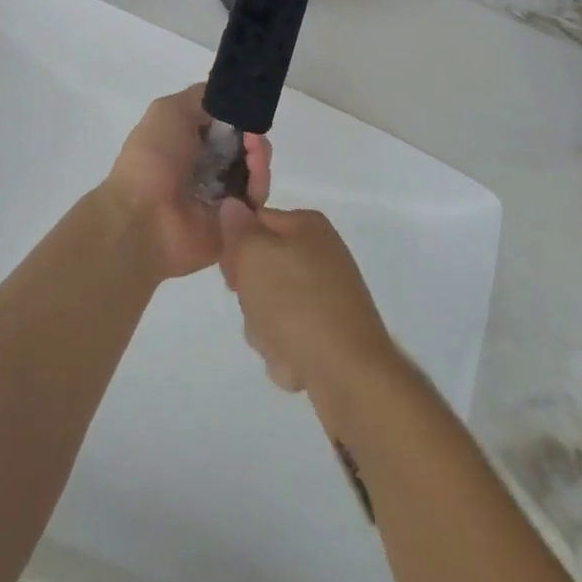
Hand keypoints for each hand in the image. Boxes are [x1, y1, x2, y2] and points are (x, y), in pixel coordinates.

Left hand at [101, 85, 270, 281]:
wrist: (145, 219)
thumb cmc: (153, 159)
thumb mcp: (168, 110)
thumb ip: (201, 98)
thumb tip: (228, 96)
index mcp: (185, 144)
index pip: (222, 125)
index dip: (236, 114)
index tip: (247, 107)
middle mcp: (204, 169)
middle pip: (243, 146)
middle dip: (253, 133)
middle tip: (254, 132)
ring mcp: (221, 197)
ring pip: (254, 169)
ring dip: (259, 153)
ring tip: (254, 148)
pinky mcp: (236, 222)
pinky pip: (257, 197)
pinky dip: (260, 179)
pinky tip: (255, 168)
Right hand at [217, 202, 399, 404]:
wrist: (350, 375)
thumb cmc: (297, 305)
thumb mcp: (255, 256)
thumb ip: (239, 229)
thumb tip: (232, 206)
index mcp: (306, 225)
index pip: (252, 222)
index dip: (235, 249)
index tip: (233, 277)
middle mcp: (320, 254)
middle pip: (261, 267)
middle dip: (251, 295)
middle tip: (257, 310)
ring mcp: (328, 295)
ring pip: (271, 305)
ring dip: (264, 328)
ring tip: (279, 342)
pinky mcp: (331, 332)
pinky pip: (290, 335)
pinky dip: (286, 350)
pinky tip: (295, 363)